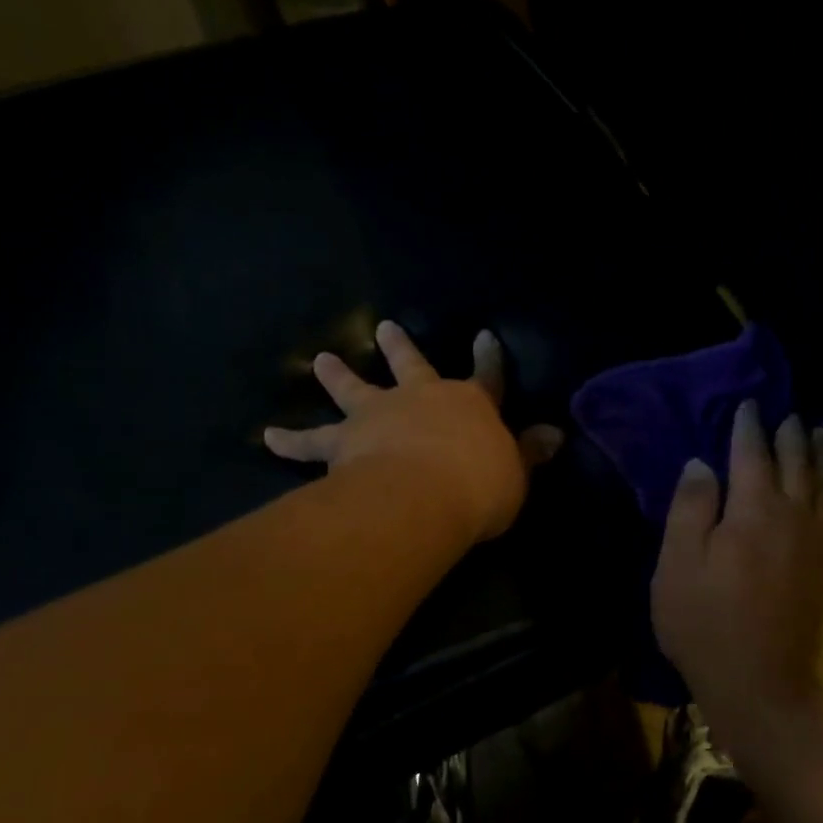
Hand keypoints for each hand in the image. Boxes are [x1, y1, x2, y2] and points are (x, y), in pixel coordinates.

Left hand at [264, 321, 563, 543]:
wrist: (422, 495)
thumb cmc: (479, 485)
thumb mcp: (515, 473)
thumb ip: (528, 453)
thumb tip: (555, 434)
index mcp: (470, 405)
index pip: (487, 376)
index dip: (488, 357)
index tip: (484, 335)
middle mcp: (421, 399)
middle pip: (410, 366)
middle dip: (399, 347)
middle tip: (383, 327)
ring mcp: (378, 416)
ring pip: (354, 390)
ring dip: (338, 376)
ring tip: (322, 361)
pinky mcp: (342, 443)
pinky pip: (311, 442)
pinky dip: (290, 440)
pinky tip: (267, 436)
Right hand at [652, 401, 822, 737]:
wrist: (761, 683)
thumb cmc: (706, 623)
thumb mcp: (678, 565)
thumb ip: (690, 508)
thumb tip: (702, 463)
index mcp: (753, 510)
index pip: (752, 453)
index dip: (748, 426)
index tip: (748, 404)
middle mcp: (792, 515)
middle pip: (795, 461)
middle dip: (790, 433)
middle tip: (787, 412)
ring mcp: (815, 540)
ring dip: (819, 452)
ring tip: (818, 431)